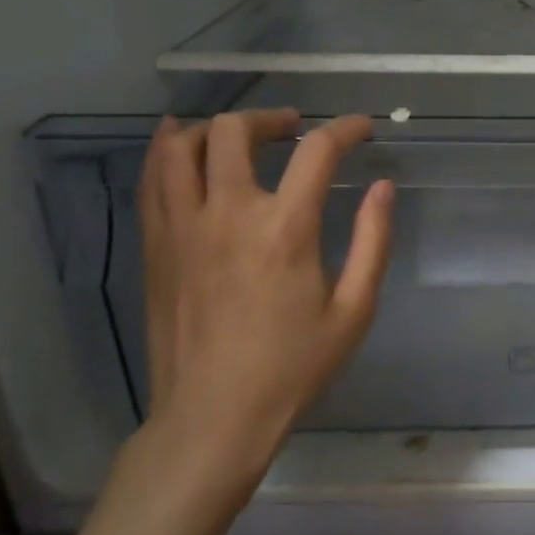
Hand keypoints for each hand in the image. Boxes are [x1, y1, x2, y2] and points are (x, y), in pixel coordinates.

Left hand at [134, 109, 392, 510]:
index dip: (344, 129)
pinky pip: (151, 180)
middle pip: (235, 131)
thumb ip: (374, 241)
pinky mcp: (155, 246)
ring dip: (214, 127)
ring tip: (238, 134)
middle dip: (271, 118)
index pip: (316, 151)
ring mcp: (181, 228)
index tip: (362, 129)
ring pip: (180, 146)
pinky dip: (167, 152)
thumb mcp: (353, 310)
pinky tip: (181, 147)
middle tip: (293, 130)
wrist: (213, 416)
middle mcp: (227, 214)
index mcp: (284, 229)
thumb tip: (383, 188)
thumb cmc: (292, 367)